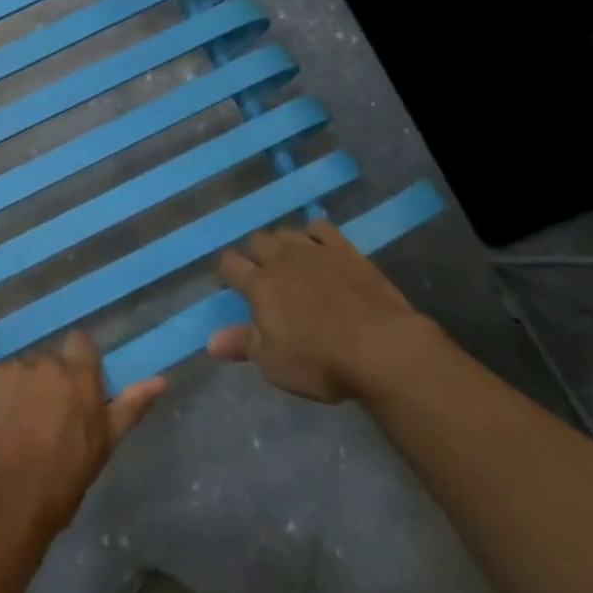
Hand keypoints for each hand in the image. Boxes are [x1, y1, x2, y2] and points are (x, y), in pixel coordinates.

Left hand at [0, 331, 165, 542]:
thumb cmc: (58, 485)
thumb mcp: (102, 448)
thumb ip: (130, 407)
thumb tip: (161, 379)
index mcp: (78, 376)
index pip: (80, 345)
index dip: (75, 364)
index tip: (71, 393)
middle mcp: (44, 362)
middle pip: (46, 363)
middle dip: (44, 385)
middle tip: (40, 425)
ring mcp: (8, 369)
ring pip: (16, 375)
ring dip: (16, 394)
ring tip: (9, 435)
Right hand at [211, 221, 438, 403]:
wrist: (382, 347)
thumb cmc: (321, 362)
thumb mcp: (274, 364)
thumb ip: (242, 345)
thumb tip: (210, 341)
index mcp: (259, 284)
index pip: (229, 264)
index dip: (226, 273)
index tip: (230, 286)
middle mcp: (282, 259)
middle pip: (256, 241)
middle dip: (253, 254)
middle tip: (260, 275)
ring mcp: (314, 250)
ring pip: (286, 232)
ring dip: (280, 242)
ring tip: (286, 260)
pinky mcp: (345, 250)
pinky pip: (321, 228)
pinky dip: (313, 233)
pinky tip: (316, 246)